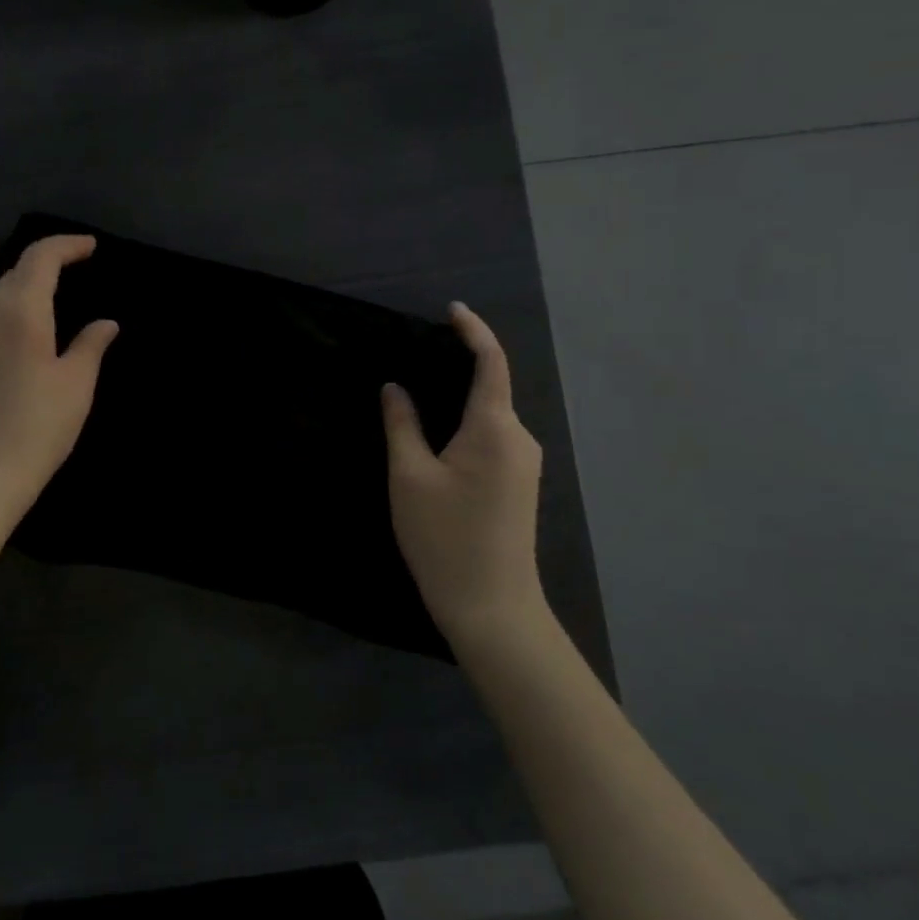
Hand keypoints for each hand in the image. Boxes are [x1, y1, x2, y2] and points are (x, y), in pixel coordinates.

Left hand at [0, 234, 117, 515]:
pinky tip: (29, 330)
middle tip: (78, 266)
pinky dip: (13, 309)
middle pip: (16, 271)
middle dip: (47, 262)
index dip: (66, 245)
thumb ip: (91, 345)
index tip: (91, 246)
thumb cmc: (35, 428)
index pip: (40, 257)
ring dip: (28, 285)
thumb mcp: (76, 385)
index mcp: (20, 310)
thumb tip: (105, 323)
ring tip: (57, 296)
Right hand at [382, 302, 546, 648]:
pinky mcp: (518, 484)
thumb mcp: (409, 477)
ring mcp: (524, 464)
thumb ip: (401, 424)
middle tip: (413, 357)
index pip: (491, 363)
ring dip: (460, 398)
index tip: (452, 310)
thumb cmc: (445, 538)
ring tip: (418, 393)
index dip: (473, 331)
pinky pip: (493, 437)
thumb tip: (395, 388)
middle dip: (458, 366)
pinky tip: (438, 434)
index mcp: (495, 428)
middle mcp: (519, 438)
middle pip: (491, 387)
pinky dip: (466, 423)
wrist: (492, 609)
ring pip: (490, 415)